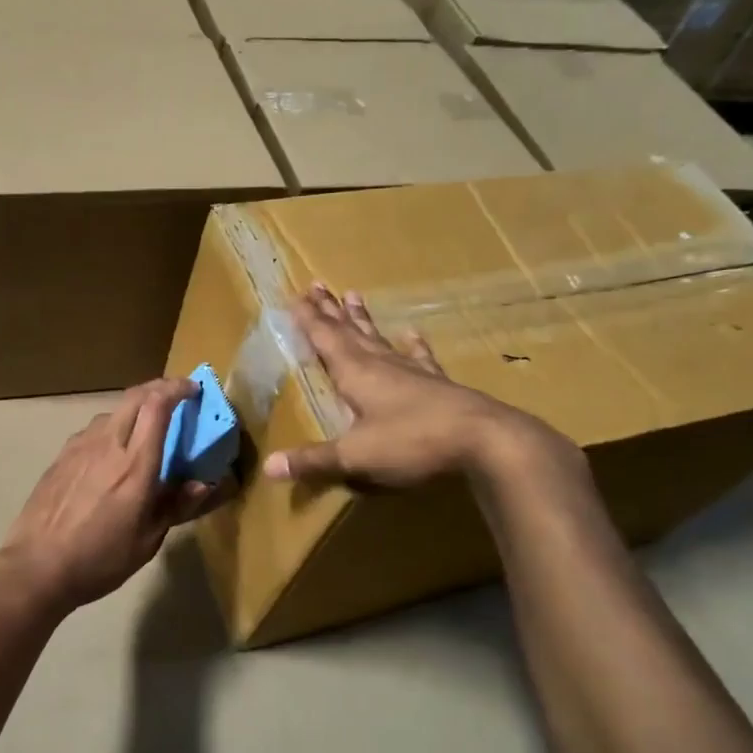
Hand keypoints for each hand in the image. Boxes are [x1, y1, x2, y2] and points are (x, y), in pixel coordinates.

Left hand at [0, 378, 220, 615]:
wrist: (36, 566)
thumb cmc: (99, 559)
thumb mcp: (147, 541)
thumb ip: (175, 506)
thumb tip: (202, 484)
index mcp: (135, 465)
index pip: (157, 406)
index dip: (177, 389)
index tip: (193, 390)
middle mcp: (107, 445)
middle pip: (134, 396)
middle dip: (158, 388)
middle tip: (175, 397)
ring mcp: (79, 447)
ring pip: (112, 412)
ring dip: (133, 410)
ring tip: (144, 430)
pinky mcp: (61, 457)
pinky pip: (93, 431)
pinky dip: (111, 429)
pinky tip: (111, 454)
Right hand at [263, 283, 584, 491]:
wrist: (483, 441)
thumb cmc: (412, 442)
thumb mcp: (355, 456)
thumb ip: (313, 461)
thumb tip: (269, 467)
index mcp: (356, 374)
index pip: (325, 340)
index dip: (309, 320)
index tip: (295, 296)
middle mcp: (381, 364)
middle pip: (349, 332)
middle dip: (330, 311)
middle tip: (317, 285)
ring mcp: (412, 371)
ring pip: (380, 338)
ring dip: (363, 319)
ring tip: (353, 295)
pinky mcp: (438, 384)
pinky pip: (421, 357)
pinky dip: (414, 345)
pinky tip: (412, 332)